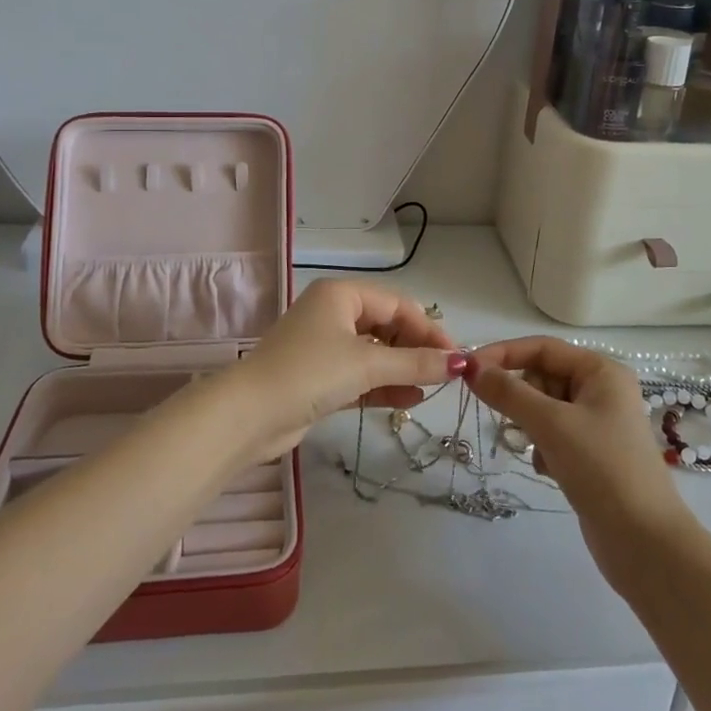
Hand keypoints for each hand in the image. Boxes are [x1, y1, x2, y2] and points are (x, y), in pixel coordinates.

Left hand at [227, 279, 463, 459]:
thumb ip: (416, 363)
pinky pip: (361, 375)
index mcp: (342, 294)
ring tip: (431, 390)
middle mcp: (334, 313)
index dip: (430, 329)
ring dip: (403, 369)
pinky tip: (409, 399)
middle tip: (445, 376)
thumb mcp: (367, 364)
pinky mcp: (320, 377)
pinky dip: (384, 385)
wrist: (249, 415)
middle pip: (388, 326)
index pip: (398, 304)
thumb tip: (460, 362)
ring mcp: (325, 345)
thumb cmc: (310, 373)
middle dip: (416, 350)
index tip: (456, 358)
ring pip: (376, 353)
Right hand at [466, 337, 689, 579]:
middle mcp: (601, 390)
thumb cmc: (602, 469)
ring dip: (530, 426)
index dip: (503, 354)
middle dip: (520, 397)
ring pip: (543, 407)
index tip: (468, 371)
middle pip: (542, 376)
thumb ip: (508, 392)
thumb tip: (470, 368)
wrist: (645, 544)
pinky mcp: (590, 454)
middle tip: (508, 422)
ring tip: (535, 450)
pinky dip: (542, 447)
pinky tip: (547, 469)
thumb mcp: (551, 424)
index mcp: (601, 371)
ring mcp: (597, 424)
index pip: (542, 348)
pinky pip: (552, 434)